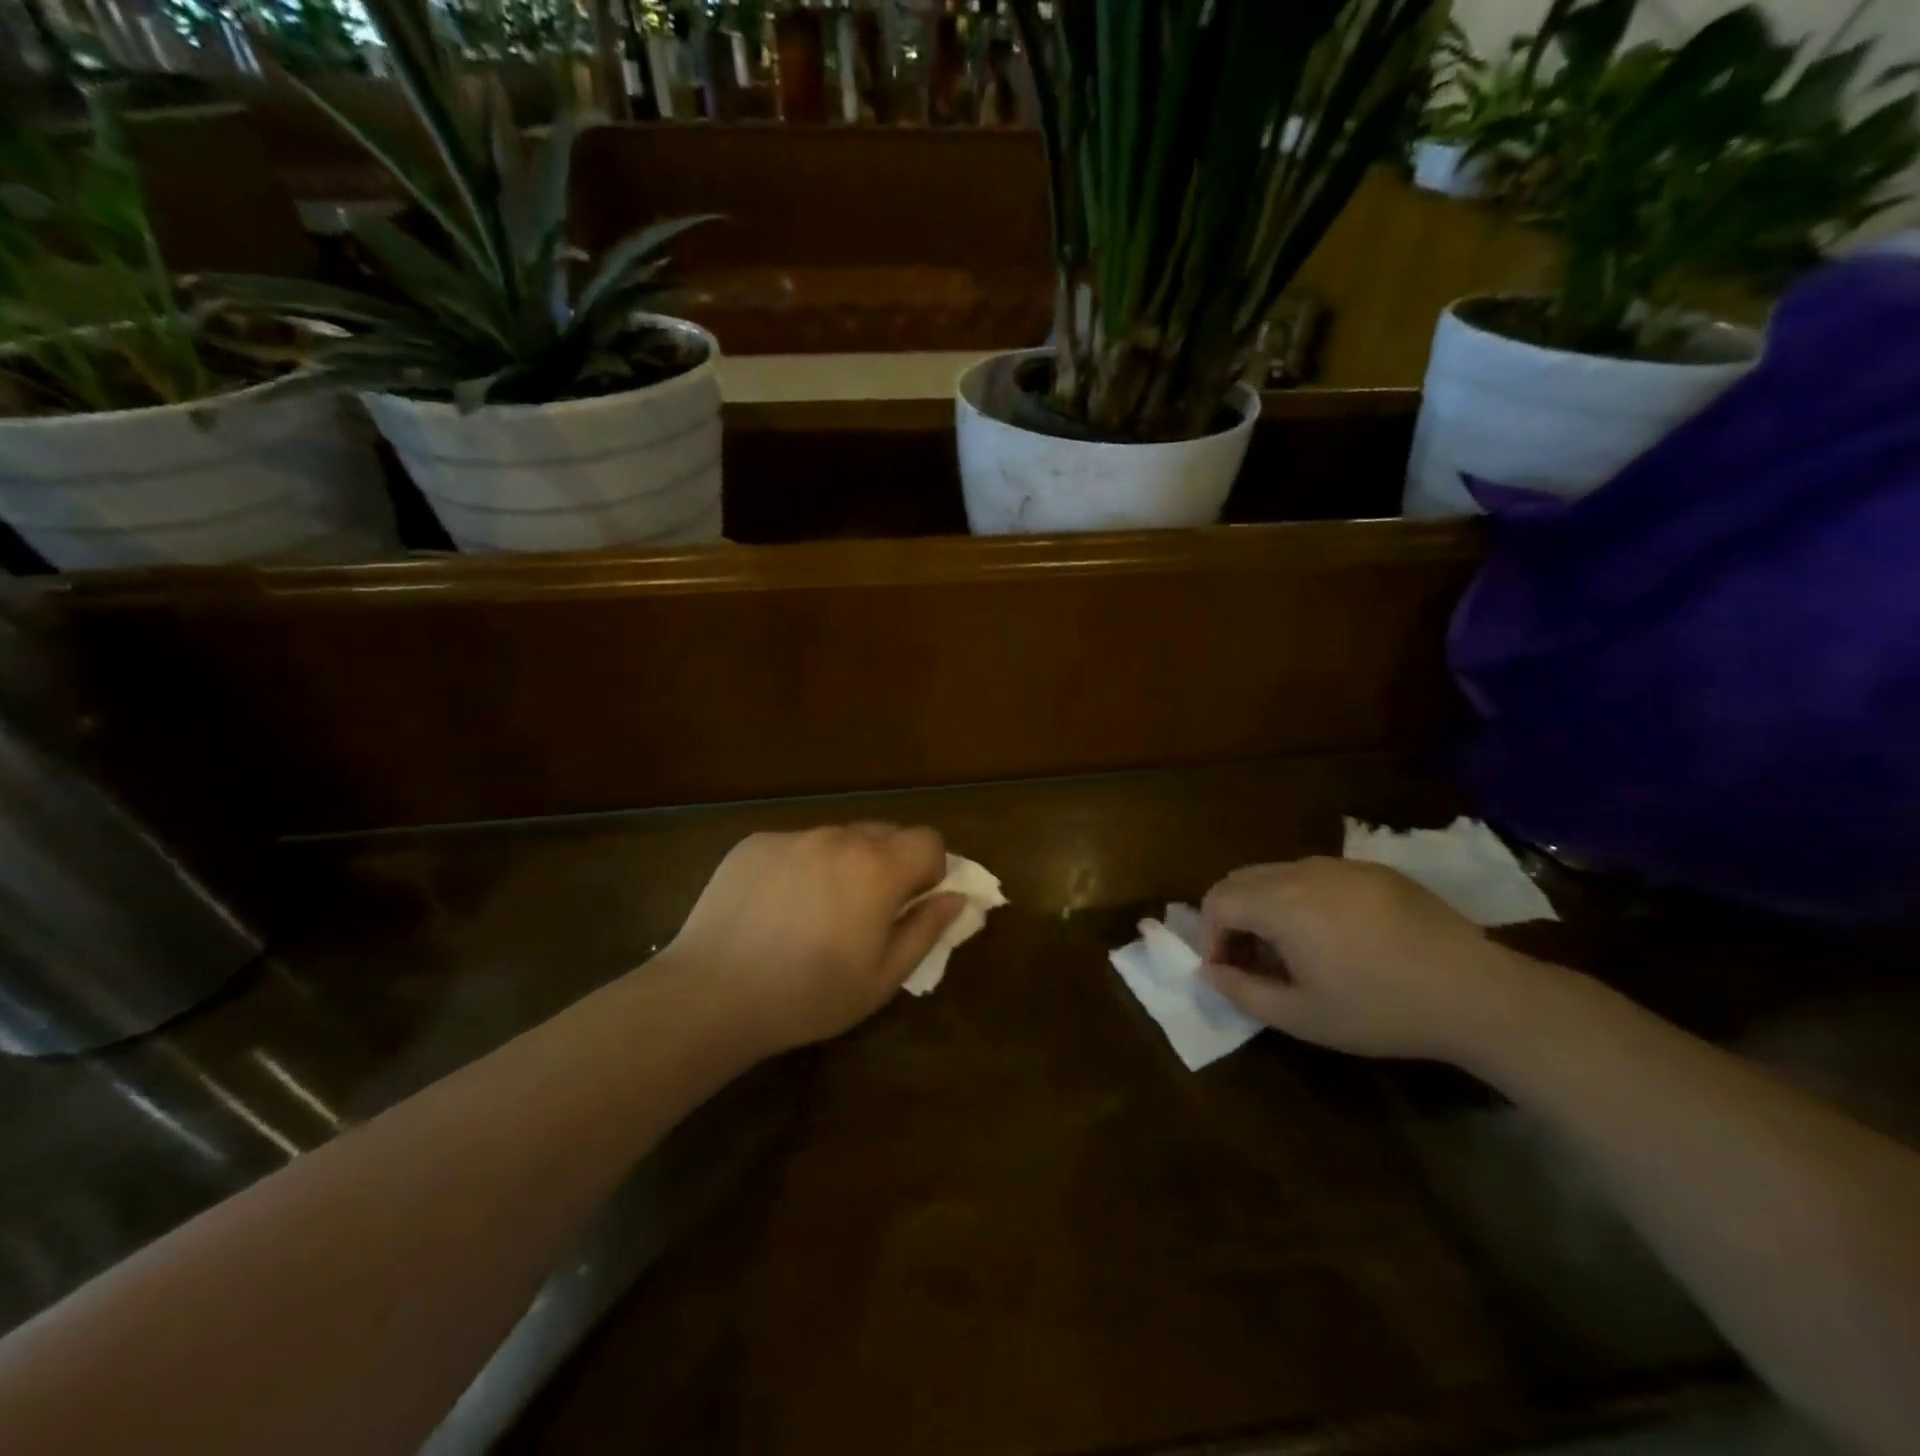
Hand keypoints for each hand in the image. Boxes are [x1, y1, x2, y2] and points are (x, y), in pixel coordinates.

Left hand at [664, 824, 964, 1055]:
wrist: (711, 994)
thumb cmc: (807, 995)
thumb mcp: (882, 978)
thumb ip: (926, 930)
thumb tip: (956, 898)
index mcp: (878, 868)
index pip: (929, 839)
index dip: (931, 869)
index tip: (913, 903)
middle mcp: (839, 838)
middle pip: (886, 833)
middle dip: (891, 864)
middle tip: (869, 910)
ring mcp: (793, 836)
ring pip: (840, 837)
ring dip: (847, 863)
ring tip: (818, 911)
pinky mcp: (755, 843)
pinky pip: (798, 845)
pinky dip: (804, 866)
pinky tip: (778, 907)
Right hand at [1200, 857, 1538, 1061]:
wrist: (1477, 994)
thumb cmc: (1381, 1009)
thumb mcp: (1303, 1017)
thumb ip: (1243, 992)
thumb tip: (1211, 972)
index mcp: (1281, 902)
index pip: (1217, 900)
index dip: (1209, 936)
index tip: (1226, 972)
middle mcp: (1304, 871)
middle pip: (1241, 879)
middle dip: (1231, 917)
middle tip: (1249, 960)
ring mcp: (1341, 866)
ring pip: (1277, 874)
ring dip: (1265, 907)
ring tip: (1290, 951)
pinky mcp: (1373, 871)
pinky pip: (1316, 875)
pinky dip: (1301, 899)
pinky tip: (1334, 938)